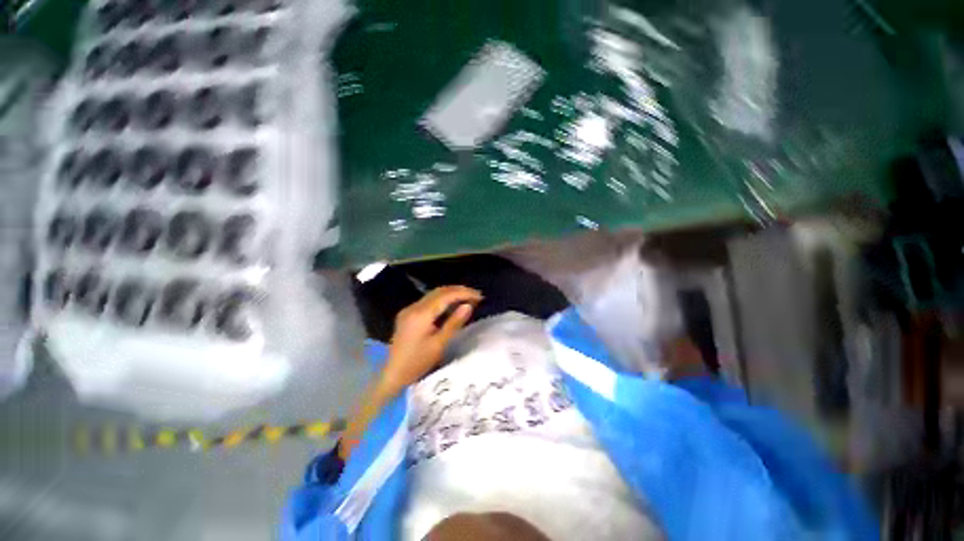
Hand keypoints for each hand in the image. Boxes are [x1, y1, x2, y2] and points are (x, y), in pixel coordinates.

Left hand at [382, 286, 481, 389]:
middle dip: (458, 290)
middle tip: (475, 296)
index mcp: (421, 314)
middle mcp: (414, 306)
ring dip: (451, 294)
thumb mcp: (439, 344)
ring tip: (467, 298)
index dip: (464, 293)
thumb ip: (454, 322)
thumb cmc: (418, 363)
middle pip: (439, 291)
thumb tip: (469, 306)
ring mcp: (409, 309)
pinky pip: (428, 301)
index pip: (446, 295)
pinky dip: (442, 300)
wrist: (393, 374)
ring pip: (433, 294)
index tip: (479, 296)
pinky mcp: (408, 314)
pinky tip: (451, 305)